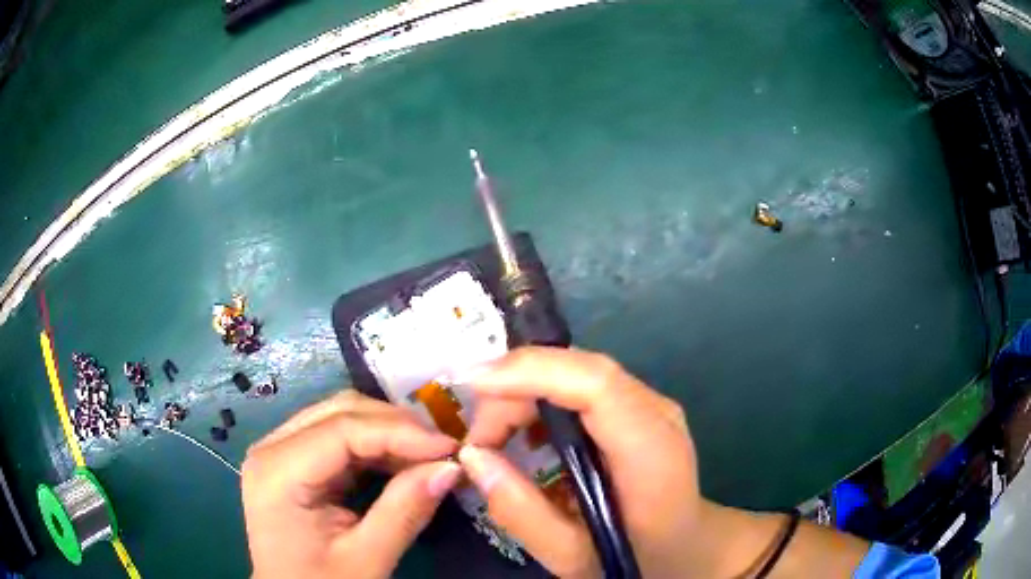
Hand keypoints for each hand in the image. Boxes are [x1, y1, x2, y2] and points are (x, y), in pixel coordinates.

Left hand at [242, 390, 460, 578]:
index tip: (451, 448)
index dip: (401, 432)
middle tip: (443, 451)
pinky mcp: (294, 463)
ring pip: (342, 418)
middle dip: (397, 427)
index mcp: (278, 470)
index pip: (344, 429)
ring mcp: (281, 452)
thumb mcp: (366, 559)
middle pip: (341, 412)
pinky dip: (376, 448)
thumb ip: (405, 511)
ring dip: (389, 434)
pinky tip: (403, 464)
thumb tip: (451, 468)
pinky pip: (340, 439)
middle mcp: (273, 447)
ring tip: (430, 457)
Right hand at [456, 347, 705, 577]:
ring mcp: (651, 404)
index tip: (472, 384)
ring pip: (576, 372)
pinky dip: (542, 400)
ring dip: (524, 394)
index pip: (596, 384)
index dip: (531, 371)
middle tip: (479, 441)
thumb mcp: (571, 555)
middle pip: (579, 371)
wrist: (688, 547)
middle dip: (515, 390)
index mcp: (651, 452)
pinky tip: (526, 437)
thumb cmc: (637, 557)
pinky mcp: (638, 407)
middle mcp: (657, 413)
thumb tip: (472, 456)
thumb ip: (521, 512)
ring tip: (495, 442)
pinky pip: (582, 387)